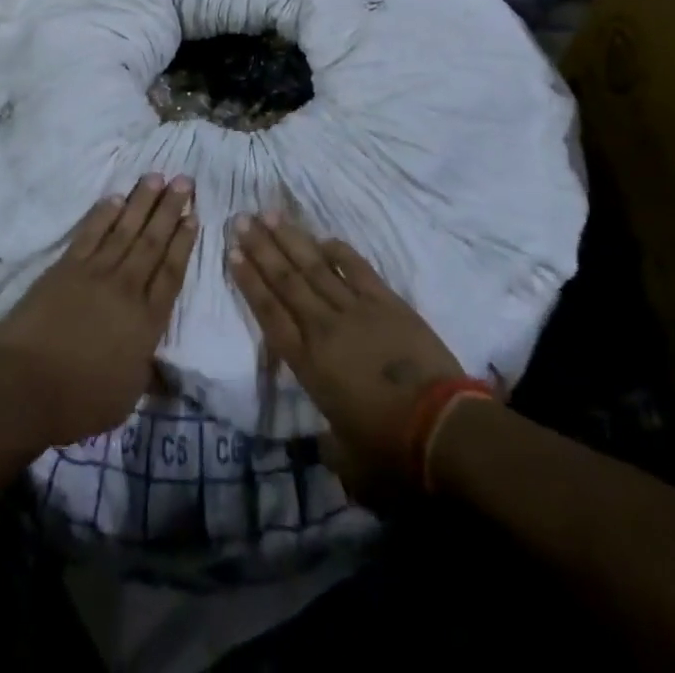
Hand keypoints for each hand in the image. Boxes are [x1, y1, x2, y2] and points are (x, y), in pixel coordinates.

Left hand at [0, 174, 197, 446]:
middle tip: (184, 180)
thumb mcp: (127, 396)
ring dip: (142, 202)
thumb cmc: (79, 401)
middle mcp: (126, 288)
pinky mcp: (66, 267)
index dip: (184, 243)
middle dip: (170, 209)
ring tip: (157, 177)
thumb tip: (160, 361)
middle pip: (153, 242)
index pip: (171, 273)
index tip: (194, 217)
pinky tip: (115, 197)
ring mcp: (95, 273)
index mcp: (147, 322)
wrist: (26, 386)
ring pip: (125, 229)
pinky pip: (90, 233)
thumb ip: (146, 368)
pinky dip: (103, 213)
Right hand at [228, 212, 472, 502]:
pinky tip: (323, 238)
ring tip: (269, 214)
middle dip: (262, 248)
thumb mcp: (347, 459)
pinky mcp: (387, 303)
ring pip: (315, 267)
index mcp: (308, 364)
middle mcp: (324, 328)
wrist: (441, 428)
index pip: (270, 314)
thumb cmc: (390, 450)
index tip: (232, 253)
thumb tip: (325, 441)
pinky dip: (339, 252)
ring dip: (291, 240)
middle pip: (287, 281)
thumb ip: (329, 443)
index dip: (249, 282)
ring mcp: (356, 310)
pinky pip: (357, 269)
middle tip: (242, 219)